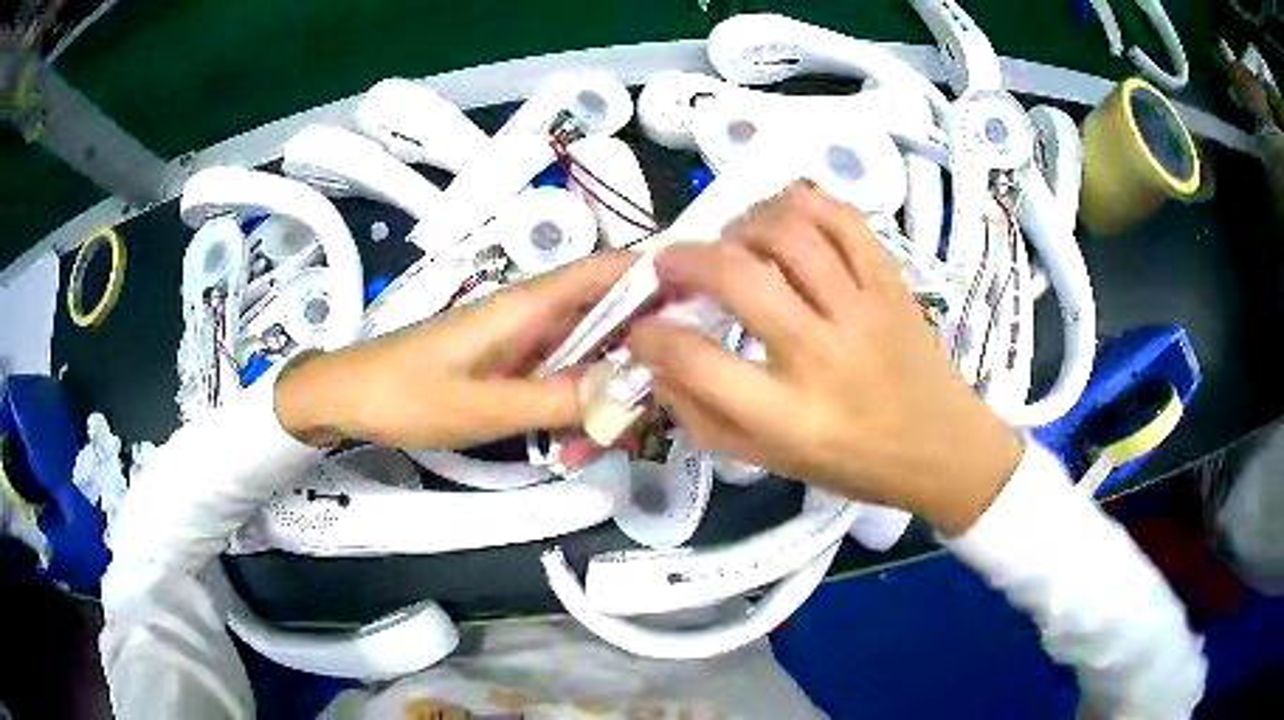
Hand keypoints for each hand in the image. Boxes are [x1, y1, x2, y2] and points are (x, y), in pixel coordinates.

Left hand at [275, 252, 631, 449]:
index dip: (659, 277)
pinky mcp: (509, 366)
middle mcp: (534, 315)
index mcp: (529, 305)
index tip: (706, 310)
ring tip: (605, 447)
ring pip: (586, 358)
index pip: (609, 271)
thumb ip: (559, 399)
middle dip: (640, 360)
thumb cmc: (407, 393)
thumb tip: (628, 394)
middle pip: (609, 320)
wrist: (348, 398)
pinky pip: (557, 381)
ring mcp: (522, 343)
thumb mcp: (485, 406)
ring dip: (603, 397)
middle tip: (664, 407)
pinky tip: (569, 448)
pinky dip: (572, 410)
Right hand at [627, 184, 1022, 534]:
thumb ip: (706, 419)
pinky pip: (846, 221)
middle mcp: (824, 356)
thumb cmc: (855, 463)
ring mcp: (864, 312)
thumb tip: (658, 364)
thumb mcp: (772, 463)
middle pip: (739, 277)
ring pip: (790, 234)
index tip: (640, 326)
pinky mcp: (892, 284)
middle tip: (671, 264)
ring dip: (742, 225)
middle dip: (685, 260)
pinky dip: (806, 203)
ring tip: (732, 241)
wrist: (943, 448)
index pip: (697, 361)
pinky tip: (784, 216)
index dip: (651, 336)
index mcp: (790, 418)